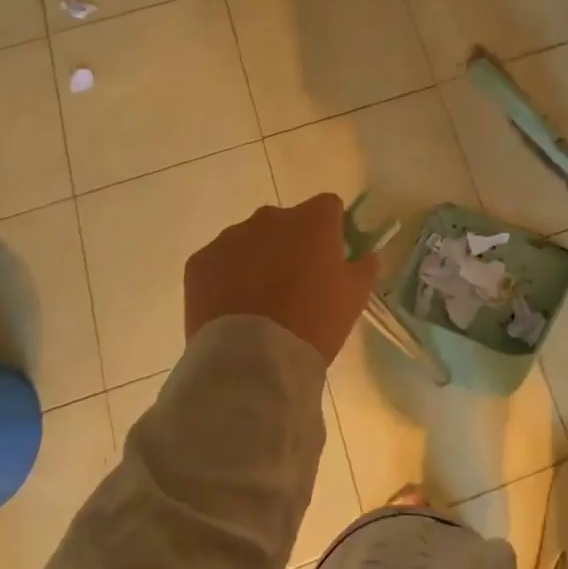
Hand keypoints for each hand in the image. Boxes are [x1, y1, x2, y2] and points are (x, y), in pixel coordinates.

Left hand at [183, 194, 378, 363]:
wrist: (252, 361)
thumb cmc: (314, 323)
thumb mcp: (354, 298)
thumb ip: (364, 267)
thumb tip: (367, 254)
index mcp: (313, 220)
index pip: (328, 207)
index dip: (331, 230)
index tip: (330, 259)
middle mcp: (271, 217)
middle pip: (286, 222)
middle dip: (291, 244)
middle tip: (295, 284)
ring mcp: (231, 237)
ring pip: (250, 240)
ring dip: (257, 259)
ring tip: (260, 301)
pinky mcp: (200, 261)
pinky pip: (219, 261)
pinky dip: (226, 277)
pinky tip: (233, 308)